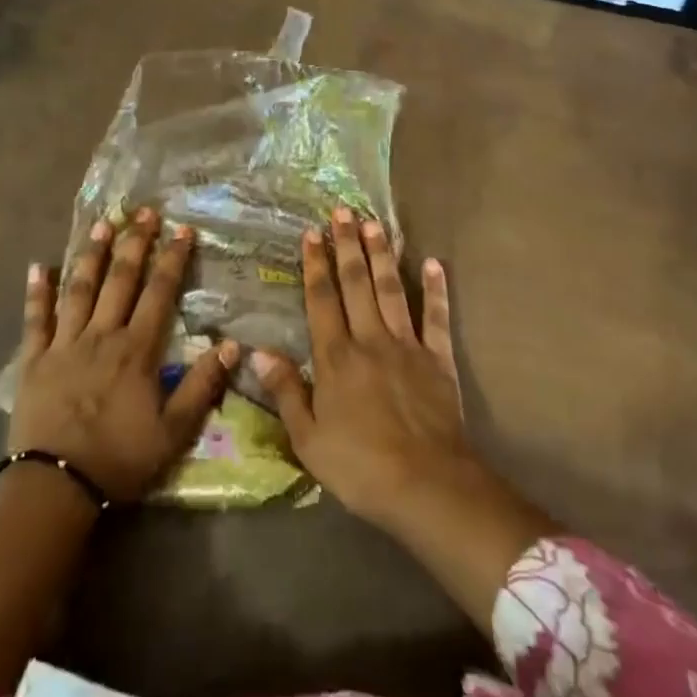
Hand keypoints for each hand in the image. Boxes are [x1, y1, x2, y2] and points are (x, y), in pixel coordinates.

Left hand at [8, 208, 236, 502]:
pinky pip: (35, 320)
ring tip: (102, 224)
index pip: (159, 293)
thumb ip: (202, 386)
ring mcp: (64, 344)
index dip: (172, 259)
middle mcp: (101, 335)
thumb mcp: (173, 431)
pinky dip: (36, 293)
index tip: (182, 229)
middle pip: (120, 280)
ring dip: (92, 255)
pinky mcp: (34, 360)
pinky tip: (37, 266)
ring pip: (80, 289)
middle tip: (143, 211)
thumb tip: (233, 345)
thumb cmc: (118, 459)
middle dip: (135, 243)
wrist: (54, 487)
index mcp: (136, 349)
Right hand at [252, 209, 555, 626]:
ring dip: (382, 255)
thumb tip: (259, 352)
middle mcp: (370, 340)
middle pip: (357, 284)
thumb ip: (286, 392)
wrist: (428, 485)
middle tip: (343, 211)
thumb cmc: (361, 467)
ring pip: (391, 290)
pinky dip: (435, 290)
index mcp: (336, 358)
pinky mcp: (438, 358)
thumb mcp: (309, 440)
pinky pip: (436, 317)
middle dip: (348, 245)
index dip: (315, 265)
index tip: (311, 233)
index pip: (322, 300)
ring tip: (375, 223)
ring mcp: (407, 345)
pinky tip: (433, 263)